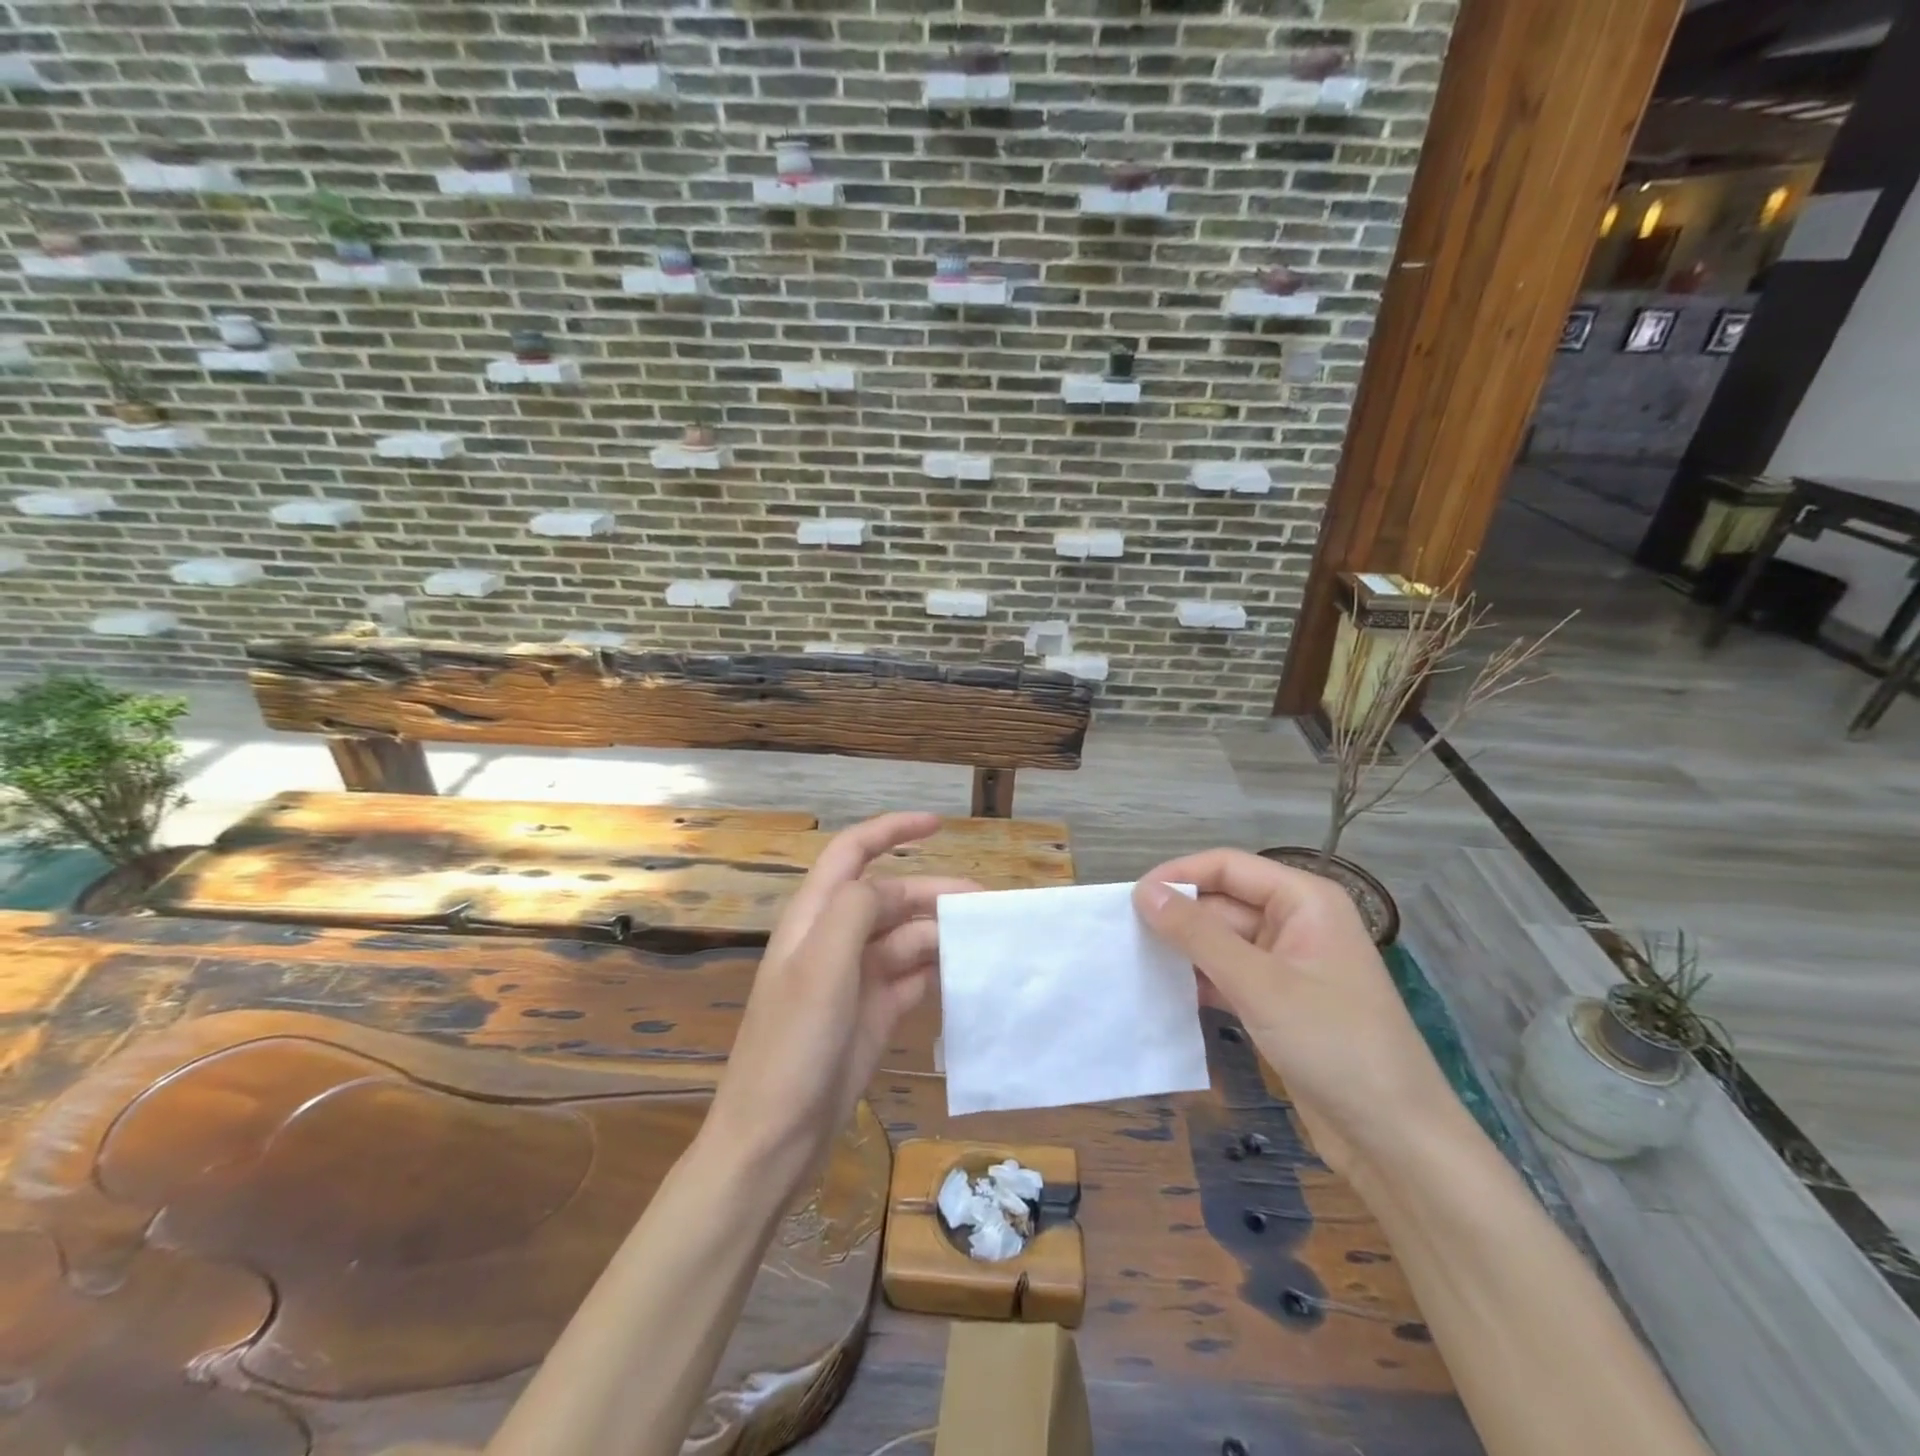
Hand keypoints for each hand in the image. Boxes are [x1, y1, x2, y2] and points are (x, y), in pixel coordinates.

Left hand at [704, 812, 977, 1189]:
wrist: (774, 1139)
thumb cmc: (792, 1045)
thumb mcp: (820, 966)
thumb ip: (854, 910)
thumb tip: (888, 887)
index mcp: (814, 918)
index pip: (852, 853)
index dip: (892, 830)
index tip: (938, 824)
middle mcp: (834, 940)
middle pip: (890, 897)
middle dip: (934, 892)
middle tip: (986, 905)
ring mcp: (855, 979)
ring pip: (906, 938)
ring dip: (943, 933)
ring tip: (986, 939)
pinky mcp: (873, 1013)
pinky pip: (913, 977)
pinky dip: (939, 969)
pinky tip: (969, 972)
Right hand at [1132, 850, 1465, 1180]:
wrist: (1396, 1141)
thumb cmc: (1334, 1045)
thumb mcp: (1260, 984)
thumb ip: (1198, 934)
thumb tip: (1143, 891)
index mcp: (1304, 900)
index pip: (1227, 866)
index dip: (1178, 876)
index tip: (1130, 900)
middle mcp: (1297, 923)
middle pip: (1223, 902)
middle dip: (1178, 917)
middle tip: (1123, 936)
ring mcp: (1289, 965)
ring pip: (1222, 941)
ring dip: (1184, 950)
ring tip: (1133, 961)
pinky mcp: (1280, 1003)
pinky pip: (1229, 975)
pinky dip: (1200, 980)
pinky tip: (1164, 992)